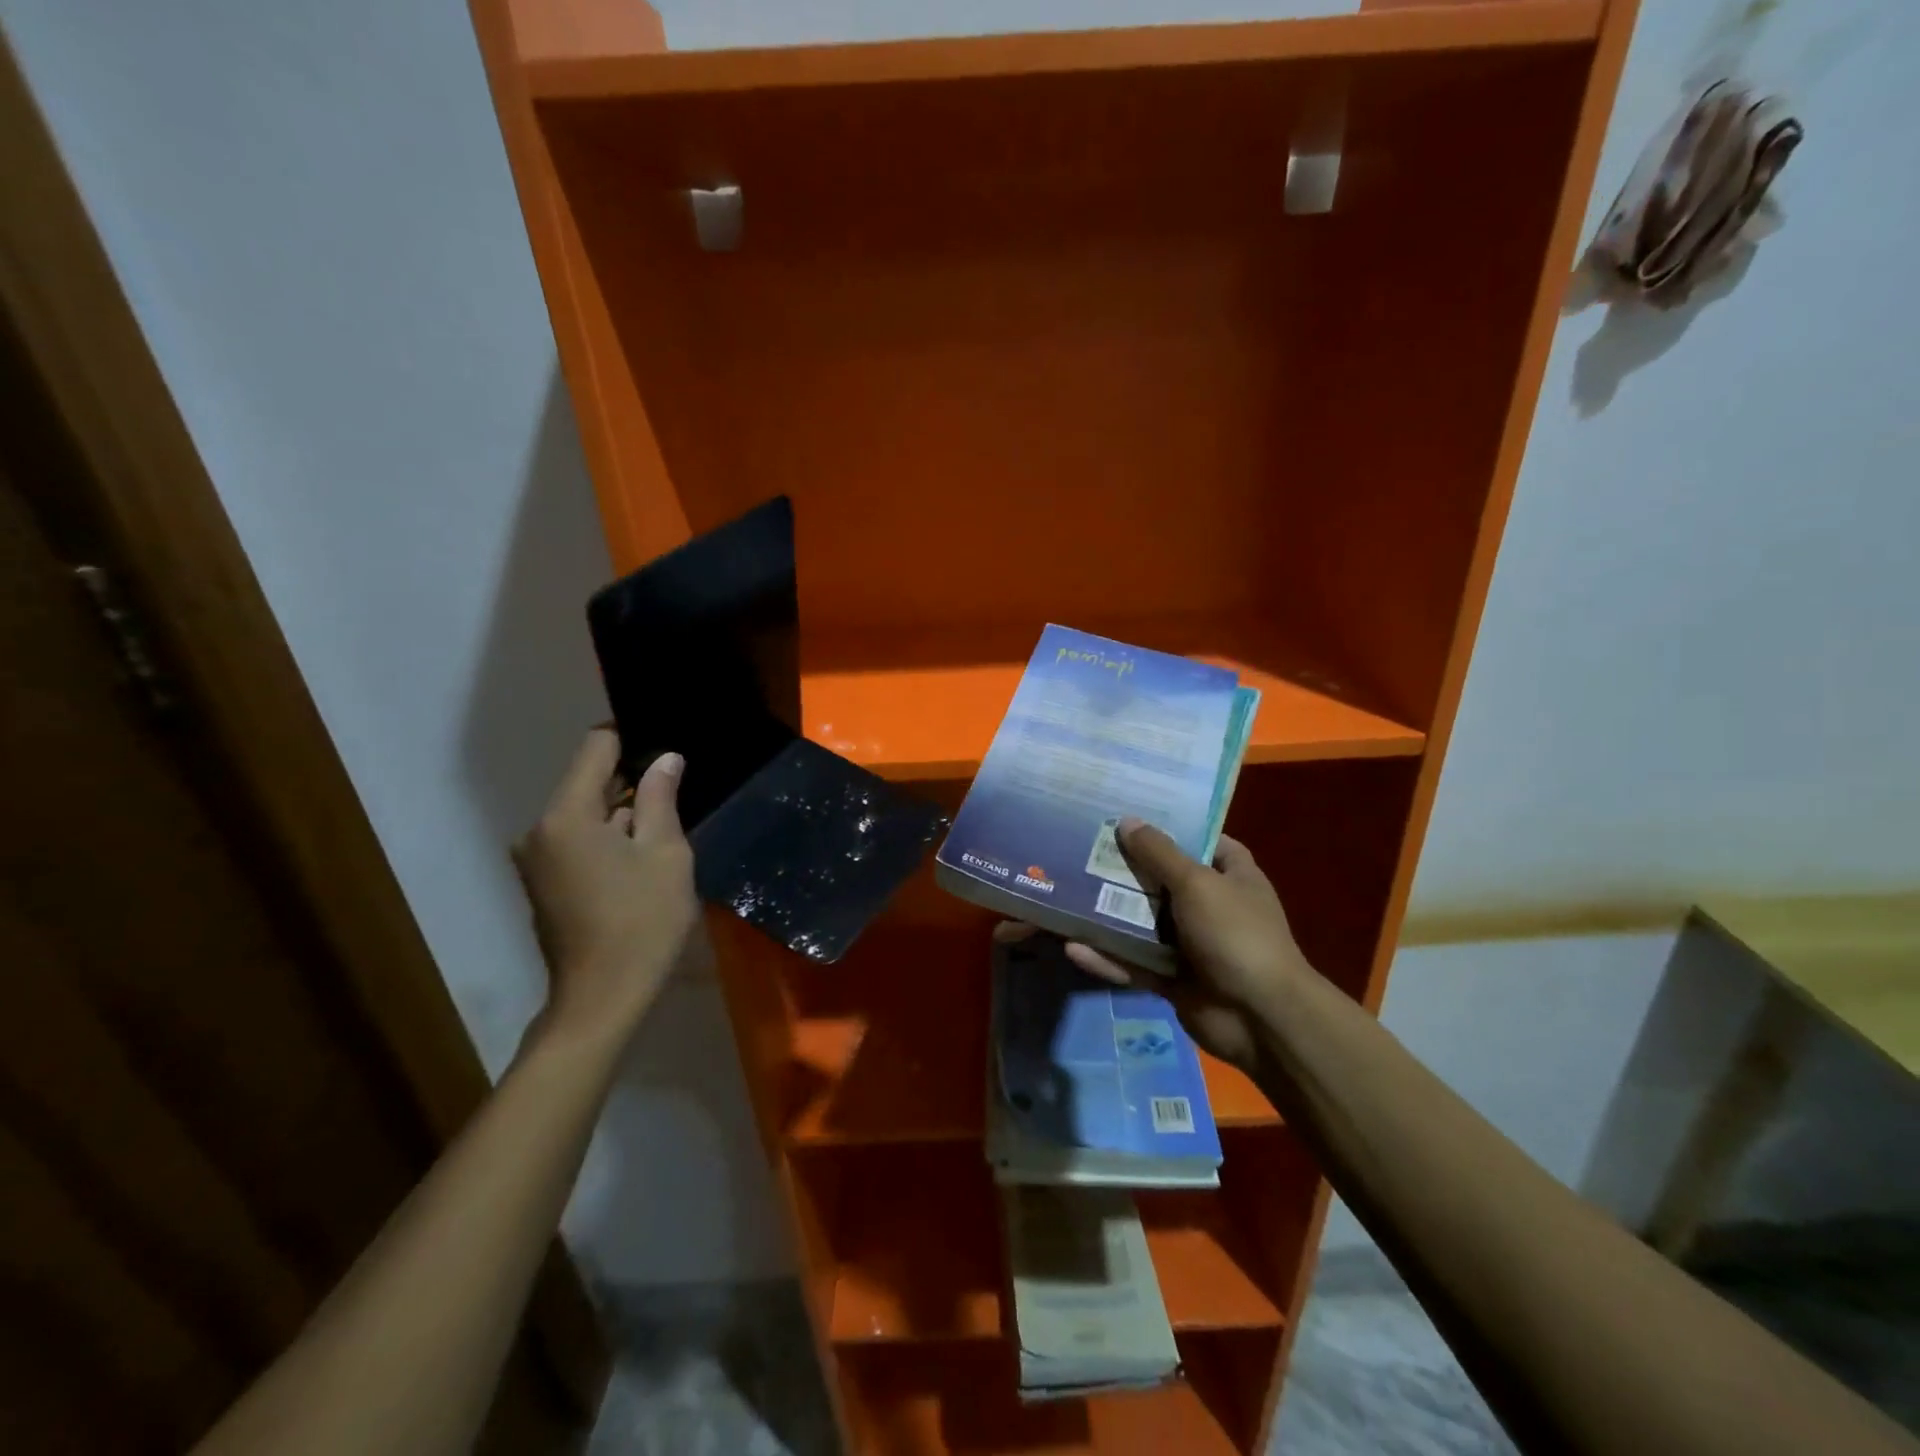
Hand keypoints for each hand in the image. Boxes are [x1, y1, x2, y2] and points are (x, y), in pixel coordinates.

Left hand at [512, 729, 695, 1046]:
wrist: (602, 999)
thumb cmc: (642, 922)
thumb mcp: (665, 854)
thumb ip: (660, 799)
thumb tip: (666, 758)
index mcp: (566, 816)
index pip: (595, 748)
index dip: (631, 738)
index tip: (665, 747)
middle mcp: (539, 830)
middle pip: (588, 782)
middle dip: (631, 782)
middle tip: (678, 791)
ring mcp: (536, 859)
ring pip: (585, 814)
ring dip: (622, 815)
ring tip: (666, 829)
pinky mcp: (542, 883)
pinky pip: (577, 841)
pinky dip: (607, 840)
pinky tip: (641, 860)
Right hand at [1050, 818, 1315, 1074]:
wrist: (1261, 1018)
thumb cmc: (1236, 935)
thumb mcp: (1197, 883)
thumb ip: (1159, 853)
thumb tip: (1127, 821)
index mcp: (1230, 875)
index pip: (1199, 840)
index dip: (1167, 827)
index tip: (1128, 814)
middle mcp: (1210, 905)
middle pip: (1160, 880)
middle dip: (1124, 868)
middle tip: (1080, 849)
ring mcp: (1190, 944)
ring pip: (1141, 923)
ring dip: (1108, 914)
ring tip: (1065, 895)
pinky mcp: (1171, 978)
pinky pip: (1133, 963)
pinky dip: (1107, 958)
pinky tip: (1072, 948)